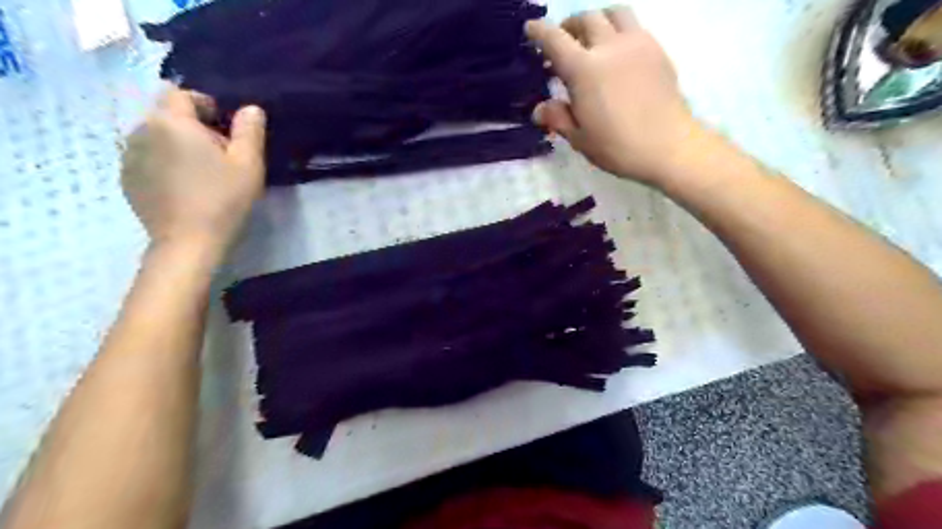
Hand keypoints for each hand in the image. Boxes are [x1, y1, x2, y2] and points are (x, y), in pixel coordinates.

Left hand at [120, 90, 265, 260]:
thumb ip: (250, 130)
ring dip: (178, 146)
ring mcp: (129, 156)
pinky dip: (165, 164)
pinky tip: (185, 188)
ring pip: (157, 138)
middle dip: (193, 127)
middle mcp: (141, 131)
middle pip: (168, 115)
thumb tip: (251, 108)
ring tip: (202, 174)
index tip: (226, 130)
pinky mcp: (127, 179)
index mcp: (171, 122)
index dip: (205, 106)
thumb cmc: (224, 199)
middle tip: (220, 156)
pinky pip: (148, 159)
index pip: (182, 94)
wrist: (189, 242)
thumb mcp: (249, 163)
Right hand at [527, 7, 701, 184]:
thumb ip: (558, 118)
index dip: (539, 32)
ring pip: (614, 13)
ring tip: (593, 38)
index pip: (555, 39)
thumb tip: (539, 108)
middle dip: (569, 26)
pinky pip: (635, 27)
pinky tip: (618, 53)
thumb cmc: (618, 147)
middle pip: (586, 18)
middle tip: (563, 42)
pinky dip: (619, 30)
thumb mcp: (580, 138)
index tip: (530, 29)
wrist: (669, 146)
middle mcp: (609, 47)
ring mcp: (637, 44)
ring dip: (598, 20)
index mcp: (584, 70)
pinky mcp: (657, 50)